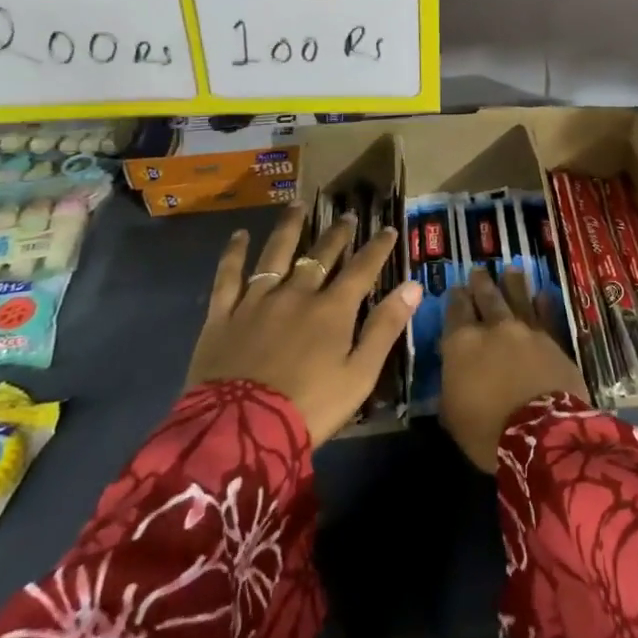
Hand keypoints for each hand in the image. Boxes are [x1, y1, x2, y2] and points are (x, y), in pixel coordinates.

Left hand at [186, 203, 420, 446]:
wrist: (241, 432)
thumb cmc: (310, 407)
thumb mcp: (359, 374)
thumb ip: (385, 327)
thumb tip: (413, 286)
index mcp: (332, 310)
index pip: (362, 269)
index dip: (377, 248)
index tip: (388, 229)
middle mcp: (297, 294)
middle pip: (321, 255)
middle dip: (337, 234)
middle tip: (347, 216)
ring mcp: (257, 301)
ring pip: (276, 254)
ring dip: (290, 227)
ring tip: (298, 205)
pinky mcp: (223, 315)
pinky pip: (229, 276)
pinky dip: (234, 253)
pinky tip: (240, 235)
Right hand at [440, 268, 590, 473]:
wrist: (541, 434)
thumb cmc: (487, 431)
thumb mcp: (452, 415)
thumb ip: (450, 386)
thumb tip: (452, 371)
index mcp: (462, 343)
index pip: (455, 311)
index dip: (455, 299)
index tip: (455, 289)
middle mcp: (493, 328)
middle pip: (486, 297)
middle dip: (480, 283)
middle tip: (478, 270)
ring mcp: (526, 331)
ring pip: (517, 298)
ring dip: (512, 283)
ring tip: (511, 270)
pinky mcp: (553, 341)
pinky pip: (546, 315)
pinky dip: (543, 304)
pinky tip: (543, 294)